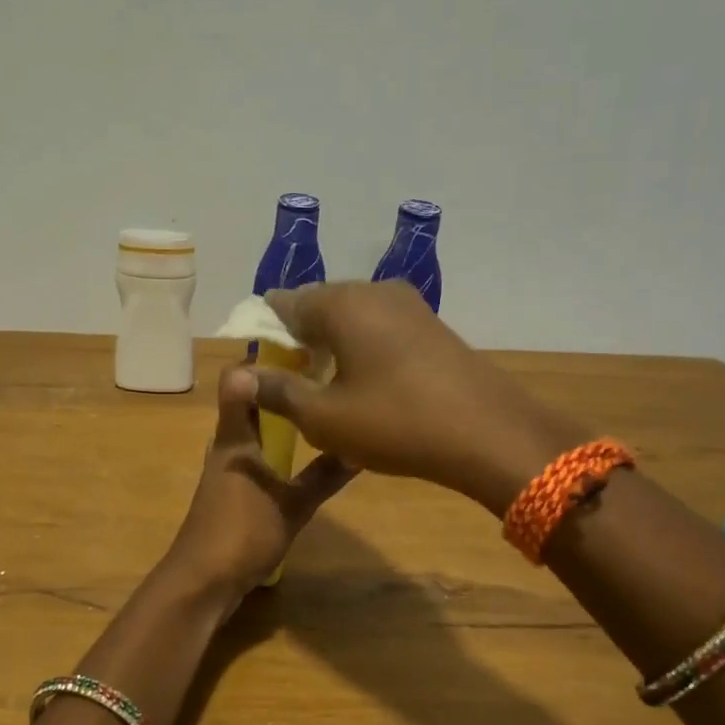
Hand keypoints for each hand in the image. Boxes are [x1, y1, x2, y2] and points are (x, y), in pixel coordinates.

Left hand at [164, 365, 355, 594]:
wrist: (202, 581)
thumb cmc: (243, 534)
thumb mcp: (293, 505)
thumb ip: (324, 475)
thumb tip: (359, 445)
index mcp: (236, 438)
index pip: (240, 380)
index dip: (266, 360)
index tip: (304, 346)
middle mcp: (227, 446)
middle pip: (250, 404)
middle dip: (282, 389)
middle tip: (324, 377)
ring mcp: (226, 470)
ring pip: (253, 432)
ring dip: (280, 420)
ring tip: (319, 411)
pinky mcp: (229, 493)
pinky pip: (255, 457)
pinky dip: (275, 449)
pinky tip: (301, 459)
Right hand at [253, 281, 589, 514]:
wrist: (489, 435)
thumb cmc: (395, 423)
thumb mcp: (323, 417)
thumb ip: (275, 391)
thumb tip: (235, 375)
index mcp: (341, 303)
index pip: (282, 304)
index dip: (264, 335)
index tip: (260, 369)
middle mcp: (373, 290)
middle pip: (318, 307)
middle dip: (298, 341)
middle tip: (291, 385)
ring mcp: (409, 304)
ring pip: (351, 318)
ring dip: (331, 347)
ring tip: (325, 389)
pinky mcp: (432, 325)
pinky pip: (380, 327)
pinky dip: (362, 349)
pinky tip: (365, 385)